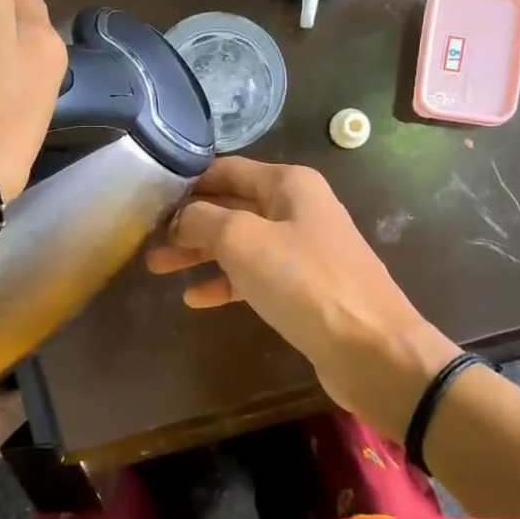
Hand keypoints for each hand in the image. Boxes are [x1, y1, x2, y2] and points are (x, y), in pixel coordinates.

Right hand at [144, 157, 456, 439]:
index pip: (226, 170)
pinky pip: (255, 276)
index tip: (149, 197)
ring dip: (200, 253)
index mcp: (288, 184)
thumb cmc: (305, 283)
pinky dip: (225, 282)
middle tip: (146, 238)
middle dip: (188, 222)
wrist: (372, 348)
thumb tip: (181, 217)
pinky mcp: (304, 287)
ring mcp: (302, 249)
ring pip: (240, 242)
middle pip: (231, 206)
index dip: (187, 182)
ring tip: (158, 267)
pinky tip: (195, 298)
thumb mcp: (244, 241)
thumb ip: (204, 220)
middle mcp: (297, 208)